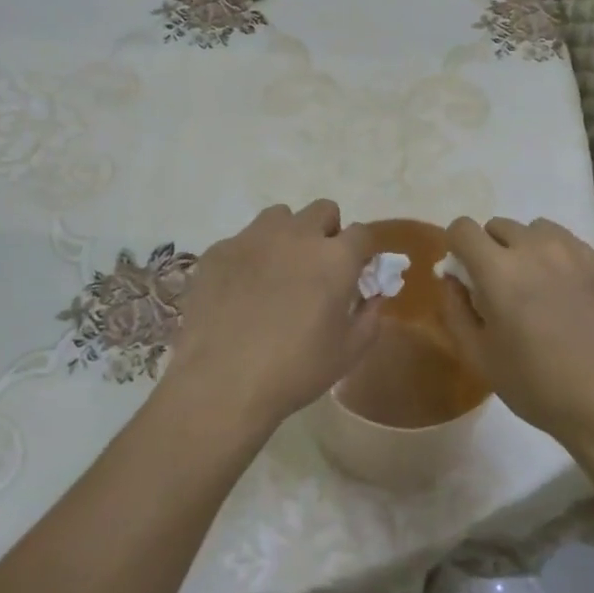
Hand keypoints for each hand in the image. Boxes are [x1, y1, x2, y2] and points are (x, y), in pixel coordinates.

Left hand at [168, 200, 380, 436]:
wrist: (222, 382)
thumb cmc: (295, 370)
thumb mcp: (348, 353)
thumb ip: (369, 316)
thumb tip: (373, 295)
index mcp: (335, 257)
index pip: (362, 233)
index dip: (361, 252)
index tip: (355, 272)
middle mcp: (297, 234)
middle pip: (322, 210)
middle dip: (327, 232)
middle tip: (317, 268)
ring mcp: (253, 237)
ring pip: (280, 217)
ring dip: (287, 235)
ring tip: (277, 272)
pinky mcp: (219, 249)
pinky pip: (242, 240)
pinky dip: (249, 257)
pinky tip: (239, 291)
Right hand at [440, 216, 593, 442]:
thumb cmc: (540, 387)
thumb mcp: (480, 357)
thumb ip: (455, 310)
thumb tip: (452, 278)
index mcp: (499, 270)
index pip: (463, 228)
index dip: (458, 246)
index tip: (466, 270)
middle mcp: (538, 248)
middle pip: (502, 226)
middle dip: (494, 248)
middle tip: (505, 286)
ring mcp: (580, 253)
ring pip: (543, 231)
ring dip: (533, 249)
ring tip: (544, 286)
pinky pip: (580, 250)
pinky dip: (570, 266)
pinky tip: (582, 302)